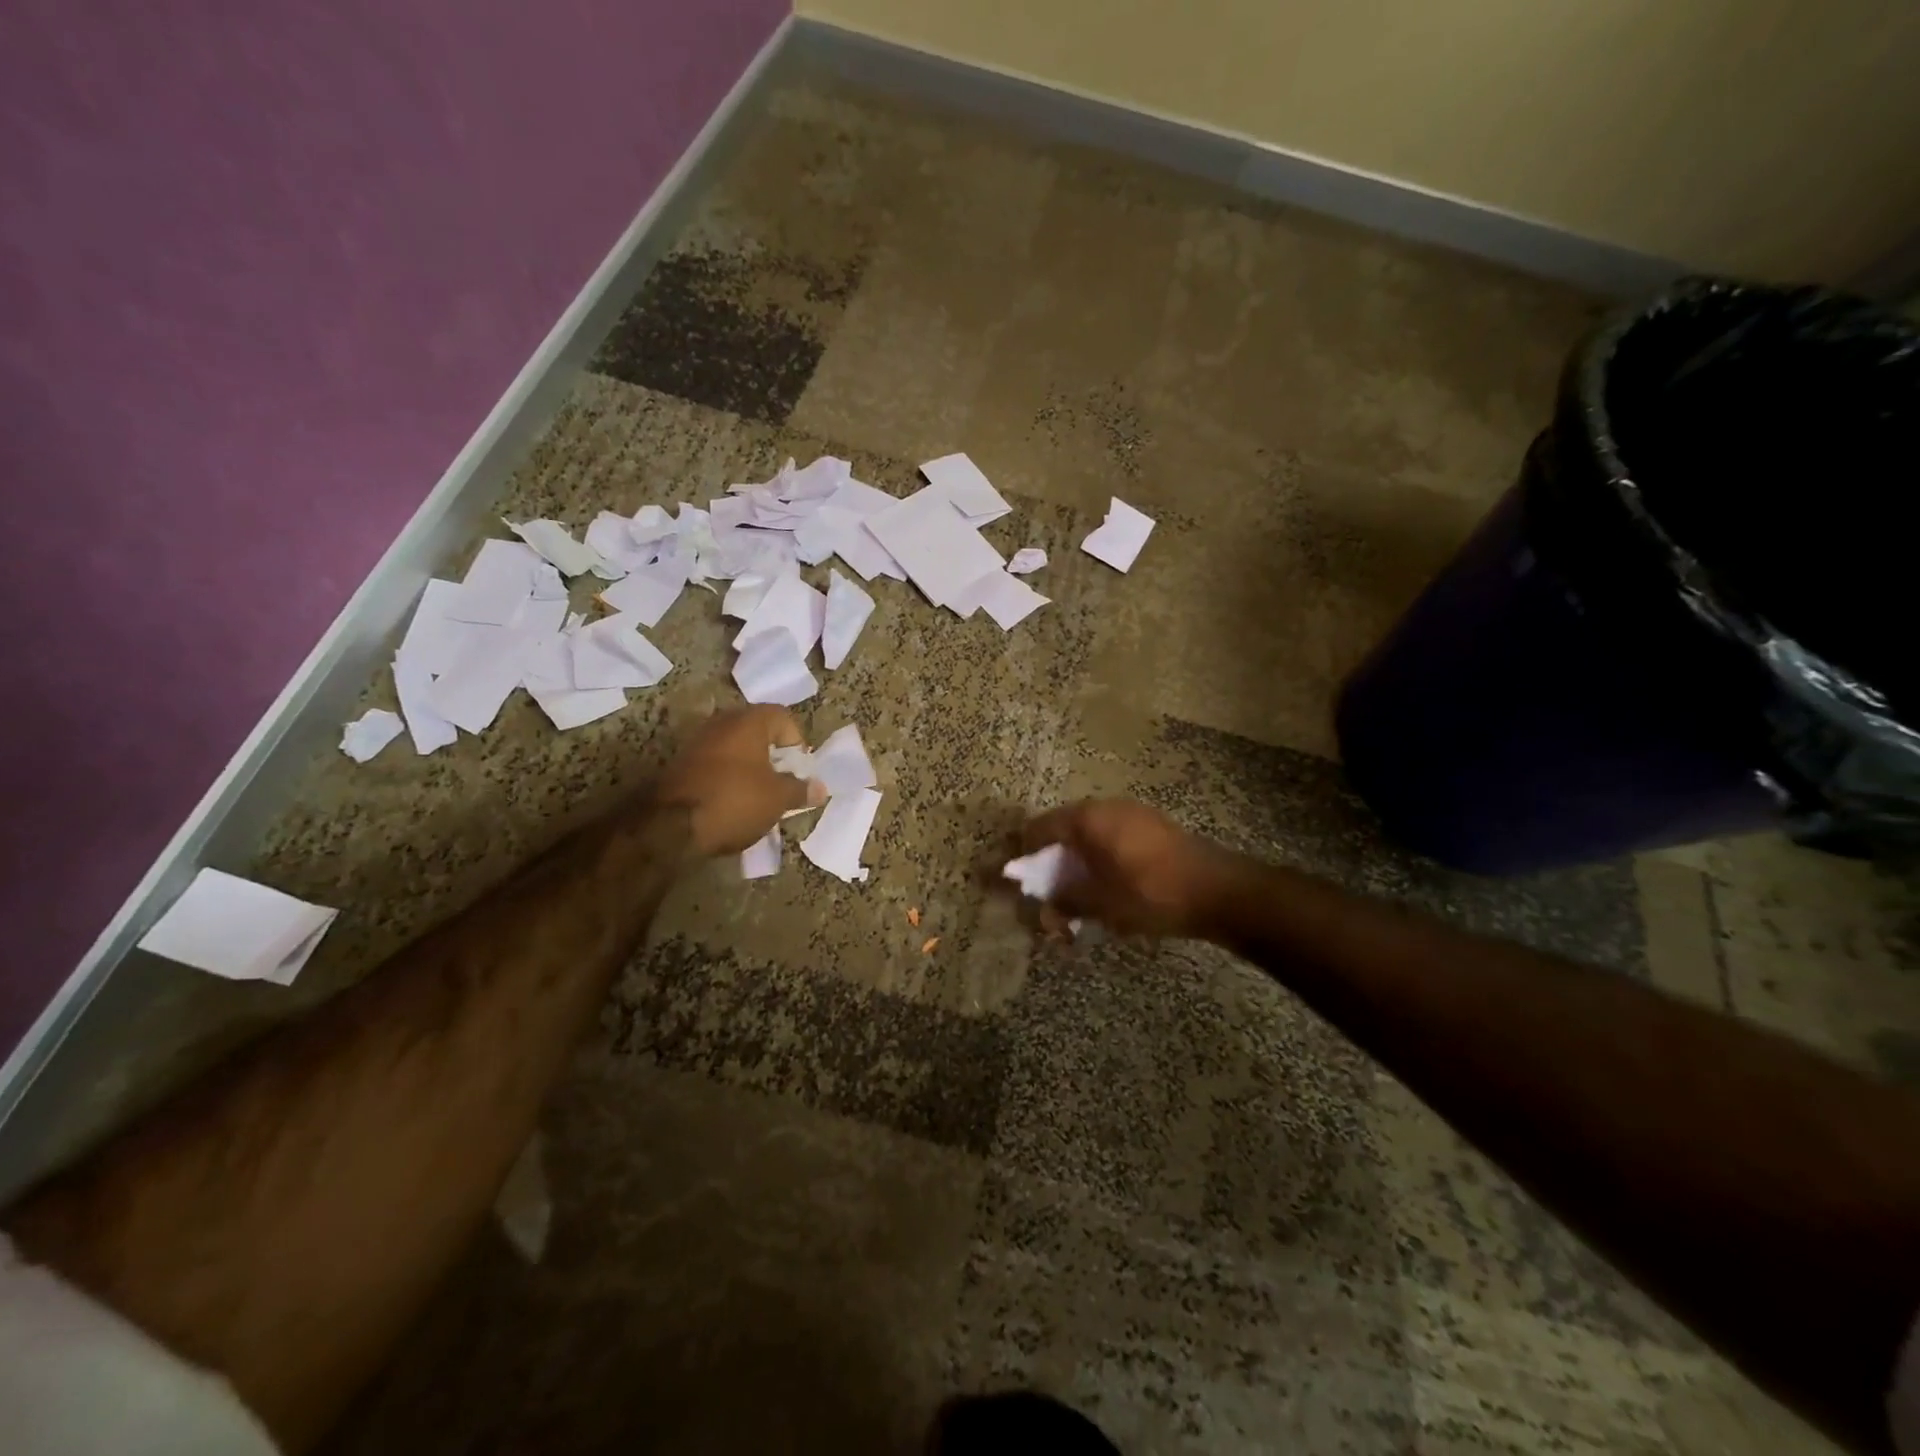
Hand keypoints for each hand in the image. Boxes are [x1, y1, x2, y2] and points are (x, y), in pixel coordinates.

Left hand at [657, 706, 825, 856]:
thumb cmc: (735, 801)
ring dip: (750, 767)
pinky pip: (715, 764)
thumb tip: (820, 788)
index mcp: (748, 722)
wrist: (670, 827)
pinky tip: (733, 802)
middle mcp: (721, 723)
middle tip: (782, 782)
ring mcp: (697, 742)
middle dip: (773, 755)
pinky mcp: (681, 764)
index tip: (798, 771)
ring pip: (735, 748)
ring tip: (759, 796)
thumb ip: (801, 790)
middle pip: (758, 731)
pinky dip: (728, 777)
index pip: (783, 717)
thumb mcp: (778, 799)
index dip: (796, 743)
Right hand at [1021, 798, 1240, 937]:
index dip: (1023, 853)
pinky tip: (1108, 886)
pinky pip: (1112, 838)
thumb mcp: (1101, 904)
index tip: (1015, 879)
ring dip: (1077, 862)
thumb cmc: (1151, 894)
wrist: (1220, 891)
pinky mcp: (1153, 827)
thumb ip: (1066, 900)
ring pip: (1089, 835)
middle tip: (1047, 892)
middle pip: (1063, 829)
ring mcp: (1132, 814)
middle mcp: (1106, 807)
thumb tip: (1043, 904)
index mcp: (1088, 819)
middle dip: (1051, 861)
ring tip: (1077, 894)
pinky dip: (1100, 859)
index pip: (1039, 828)